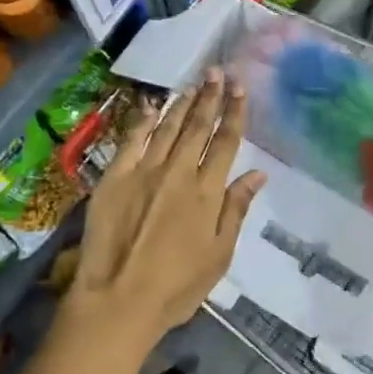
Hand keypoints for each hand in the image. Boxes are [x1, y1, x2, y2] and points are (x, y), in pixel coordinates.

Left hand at [62, 70, 265, 358]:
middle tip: (218, 72)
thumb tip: (258, 173)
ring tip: (193, 84)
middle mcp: (178, 173)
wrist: (118, 300)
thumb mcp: (220, 254)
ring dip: (182, 104)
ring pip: (168, 128)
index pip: (226, 142)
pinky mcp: (114, 178)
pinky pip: (131, 141)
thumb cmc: (177, 286)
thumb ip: (236, 209)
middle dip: (210, 97)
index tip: (240, 88)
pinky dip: (144, 121)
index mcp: (207, 192)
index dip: (235, 113)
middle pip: (198, 127)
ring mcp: (143, 172)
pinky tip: (152, 105)